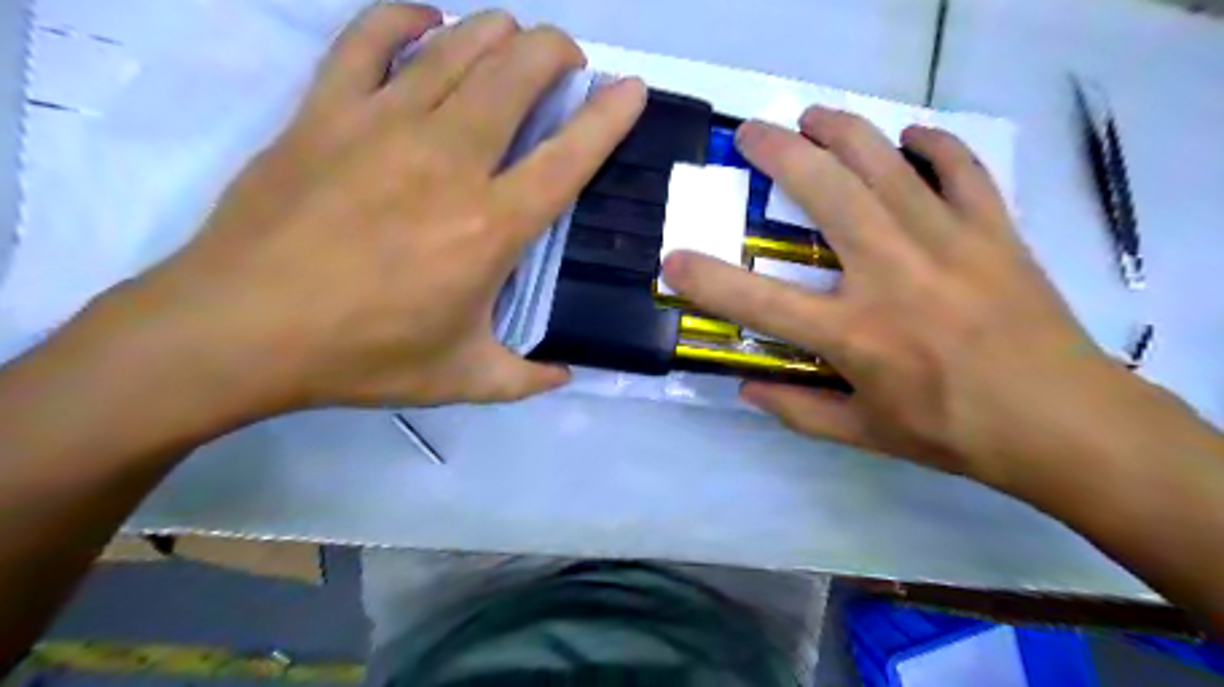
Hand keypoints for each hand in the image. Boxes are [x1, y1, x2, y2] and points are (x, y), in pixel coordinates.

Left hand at [125, 6, 649, 409]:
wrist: (239, 330)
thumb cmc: (362, 356)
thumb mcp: (461, 380)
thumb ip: (525, 379)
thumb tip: (566, 376)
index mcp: (491, 227)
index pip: (569, 156)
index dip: (608, 116)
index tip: (630, 88)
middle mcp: (448, 161)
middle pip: (517, 74)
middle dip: (555, 51)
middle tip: (566, 61)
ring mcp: (382, 125)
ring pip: (456, 47)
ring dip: (498, 32)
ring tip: (513, 40)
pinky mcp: (324, 111)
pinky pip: (368, 37)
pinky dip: (404, 17)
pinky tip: (424, 21)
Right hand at [665, 108, 1143, 488]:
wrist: (1065, 423)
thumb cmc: (954, 432)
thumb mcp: (864, 434)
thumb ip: (798, 410)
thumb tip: (747, 389)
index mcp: (855, 333)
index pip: (759, 300)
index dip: (707, 279)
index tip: (673, 259)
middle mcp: (893, 274)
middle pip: (825, 193)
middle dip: (779, 153)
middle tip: (752, 133)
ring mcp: (947, 242)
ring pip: (885, 163)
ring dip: (843, 131)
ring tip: (814, 118)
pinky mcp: (993, 230)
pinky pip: (960, 169)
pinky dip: (933, 145)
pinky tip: (910, 138)